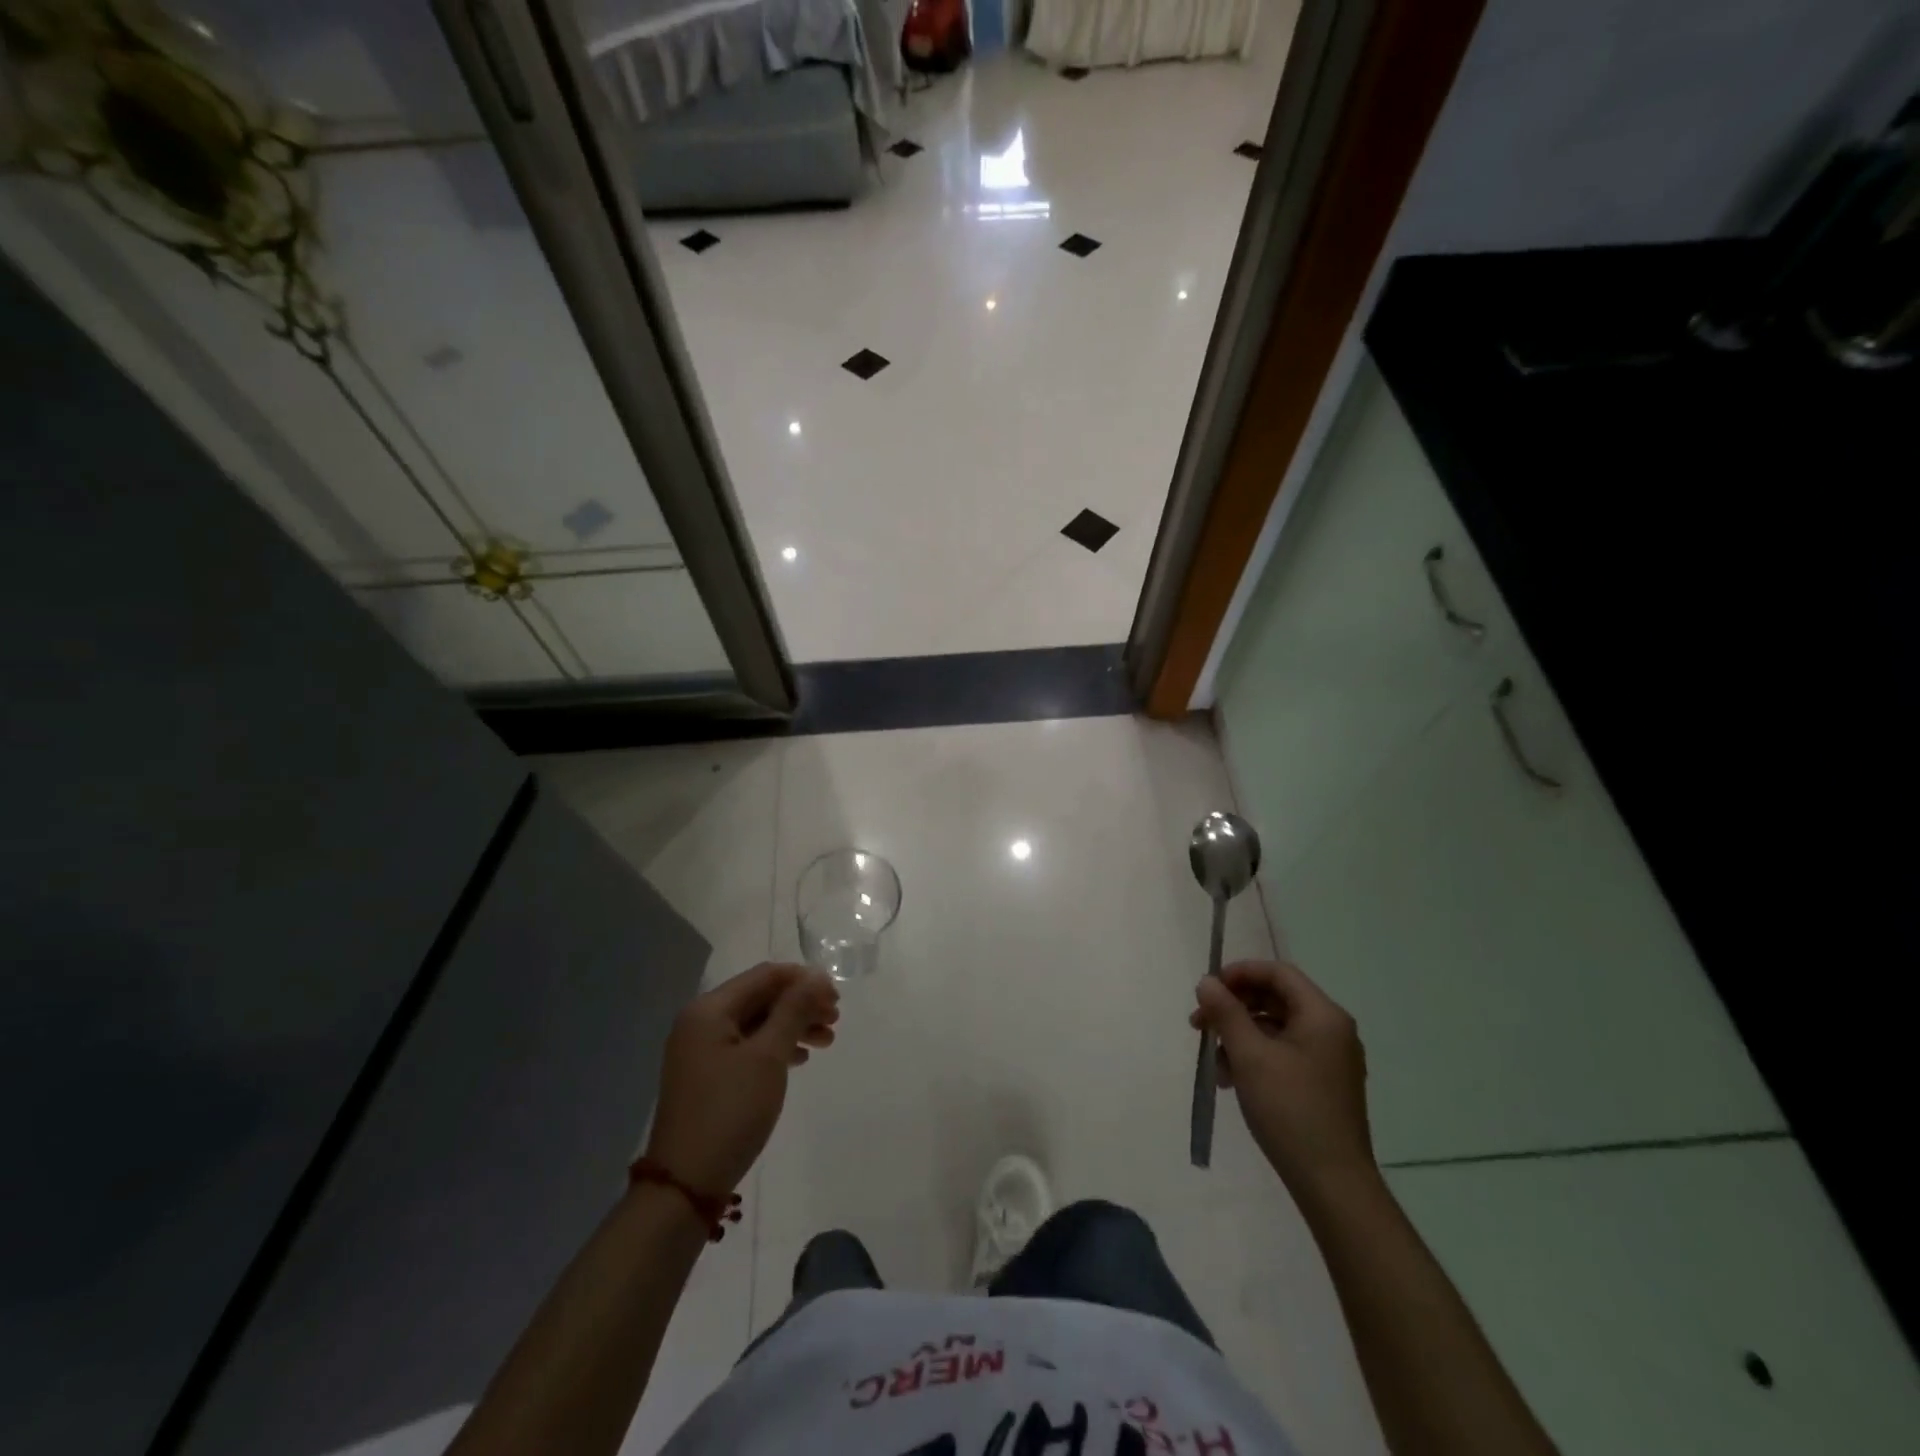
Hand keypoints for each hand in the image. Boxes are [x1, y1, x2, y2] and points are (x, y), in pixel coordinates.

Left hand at [644, 963, 839, 1195]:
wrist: (686, 1184)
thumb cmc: (730, 1111)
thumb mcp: (768, 1056)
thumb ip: (793, 1010)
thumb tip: (816, 975)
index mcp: (710, 1009)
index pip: (765, 976)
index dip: (804, 980)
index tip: (836, 997)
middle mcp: (702, 1022)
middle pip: (761, 998)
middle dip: (801, 1004)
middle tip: (835, 1020)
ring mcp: (702, 1050)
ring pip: (758, 1023)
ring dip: (793, 1026)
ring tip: (827, 1041)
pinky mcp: (708, 1075)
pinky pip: (748, 1046)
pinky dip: (776, 1047)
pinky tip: (800, 1058)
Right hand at [1190, 960, 1374, 1195]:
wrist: (1333, 1184)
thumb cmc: (1291, 1110)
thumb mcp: (1249, 1056)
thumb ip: (1226, 1012)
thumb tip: (1207, 982)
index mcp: (1323, 1015)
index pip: (1278, 972)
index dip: (1240, 973)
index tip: (1207, 989)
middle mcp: (1332, 1030)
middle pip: (1276, 998)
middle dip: (1234, 1007)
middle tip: (1200, 1024)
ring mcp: (1330, 1059)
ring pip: (1276, 1027)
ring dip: (1240, 1035)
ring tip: (1214, 1061)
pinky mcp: (1324, 1084)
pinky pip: (1285, 1053)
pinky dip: (1256, 1056)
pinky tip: (1232, 1079)